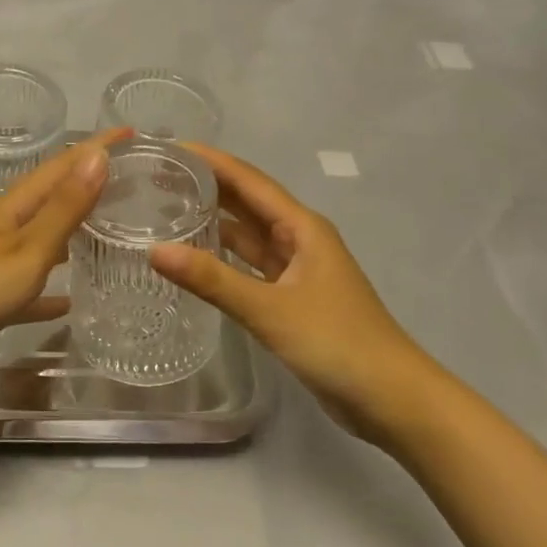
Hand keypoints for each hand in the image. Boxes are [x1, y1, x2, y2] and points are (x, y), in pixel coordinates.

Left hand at [0, 130, 124, 395]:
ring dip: (74, 231)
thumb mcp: (27, 249)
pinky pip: (30, 286)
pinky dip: (52, 288)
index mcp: (13, 208)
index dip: (95, 146)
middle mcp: (4, 227)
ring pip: (44, 239)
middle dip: (89, 184)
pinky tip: (71, 301)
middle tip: (132, 182)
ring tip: (111, 231)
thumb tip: (99, 154)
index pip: (62, 165)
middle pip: (53, 197)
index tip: (132, 132)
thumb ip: (64, 207)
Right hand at [149, 145, 430, 439]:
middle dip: (207, 185)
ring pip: (249, 234)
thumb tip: (154, 250)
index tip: (170, 147)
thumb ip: (212, 279)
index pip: (249, 180)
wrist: (392, 399)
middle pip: (247, 201)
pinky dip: (224, 257)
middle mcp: (300, 239)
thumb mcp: (270, 309)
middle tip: (157, 176)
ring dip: (214, 220)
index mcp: (302, 227)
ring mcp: (297, 269)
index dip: (211, 160)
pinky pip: (251, 265)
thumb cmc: (336, 343)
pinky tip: (195, 257)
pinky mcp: (292, 298)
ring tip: (167, 209)